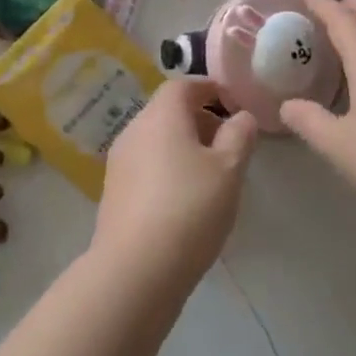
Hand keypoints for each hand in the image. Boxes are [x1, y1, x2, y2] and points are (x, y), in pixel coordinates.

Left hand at [93, 78, 258, 296]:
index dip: (210, 89)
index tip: (233, 103)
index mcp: (160, 116)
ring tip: (212, 174)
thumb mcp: (229, 169)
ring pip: (156, 140)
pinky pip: (146, 165)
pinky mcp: (114, 192)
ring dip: (184, 146)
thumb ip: (239, 136)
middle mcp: (134, 130)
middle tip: (229, 142)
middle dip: (200, 119)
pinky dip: (168, 168)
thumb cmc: (189, 208)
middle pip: (167, 111)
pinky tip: (186, 199)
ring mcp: (119, 162)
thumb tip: (242, 116)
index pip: (183, 85)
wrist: (136, 269)